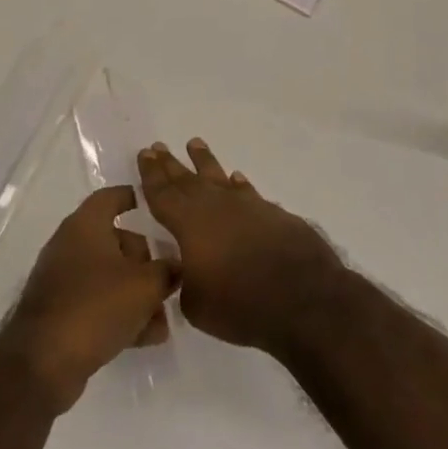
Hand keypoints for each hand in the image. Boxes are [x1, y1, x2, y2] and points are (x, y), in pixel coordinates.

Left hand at [1, 187, 176, 411]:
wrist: (43, 364)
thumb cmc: (96, 307)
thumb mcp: (145, 286)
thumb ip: (167, 271)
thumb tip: (176, 266)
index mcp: (85, 226)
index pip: (111, 197)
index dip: (133, 197)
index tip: (155, 205)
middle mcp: (70, 245)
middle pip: (116, 241)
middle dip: (146, 261)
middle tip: (169, 280)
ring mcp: (61, 280)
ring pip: (109, 277)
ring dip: (137, 294)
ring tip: (162, 320)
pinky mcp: (58, 312)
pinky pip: (96, 303)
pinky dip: (119, 313)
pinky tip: (146, 337)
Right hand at [137, 139, 343, 355]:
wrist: (302, 298)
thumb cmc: (239, 304)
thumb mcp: (195, 304)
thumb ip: (185, 281)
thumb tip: (190, 270)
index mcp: (189, 223)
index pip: (163, 193)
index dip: (151, 174)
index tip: (145, 154)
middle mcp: (216, 205)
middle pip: (187, 179)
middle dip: (171, 164)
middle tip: (158, 146)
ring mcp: (247, 206)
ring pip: (219, 177)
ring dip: (205, 161)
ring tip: (195, 144)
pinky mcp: (273, 214)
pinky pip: (248, 192)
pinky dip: (239, 184)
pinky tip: (236, 178)